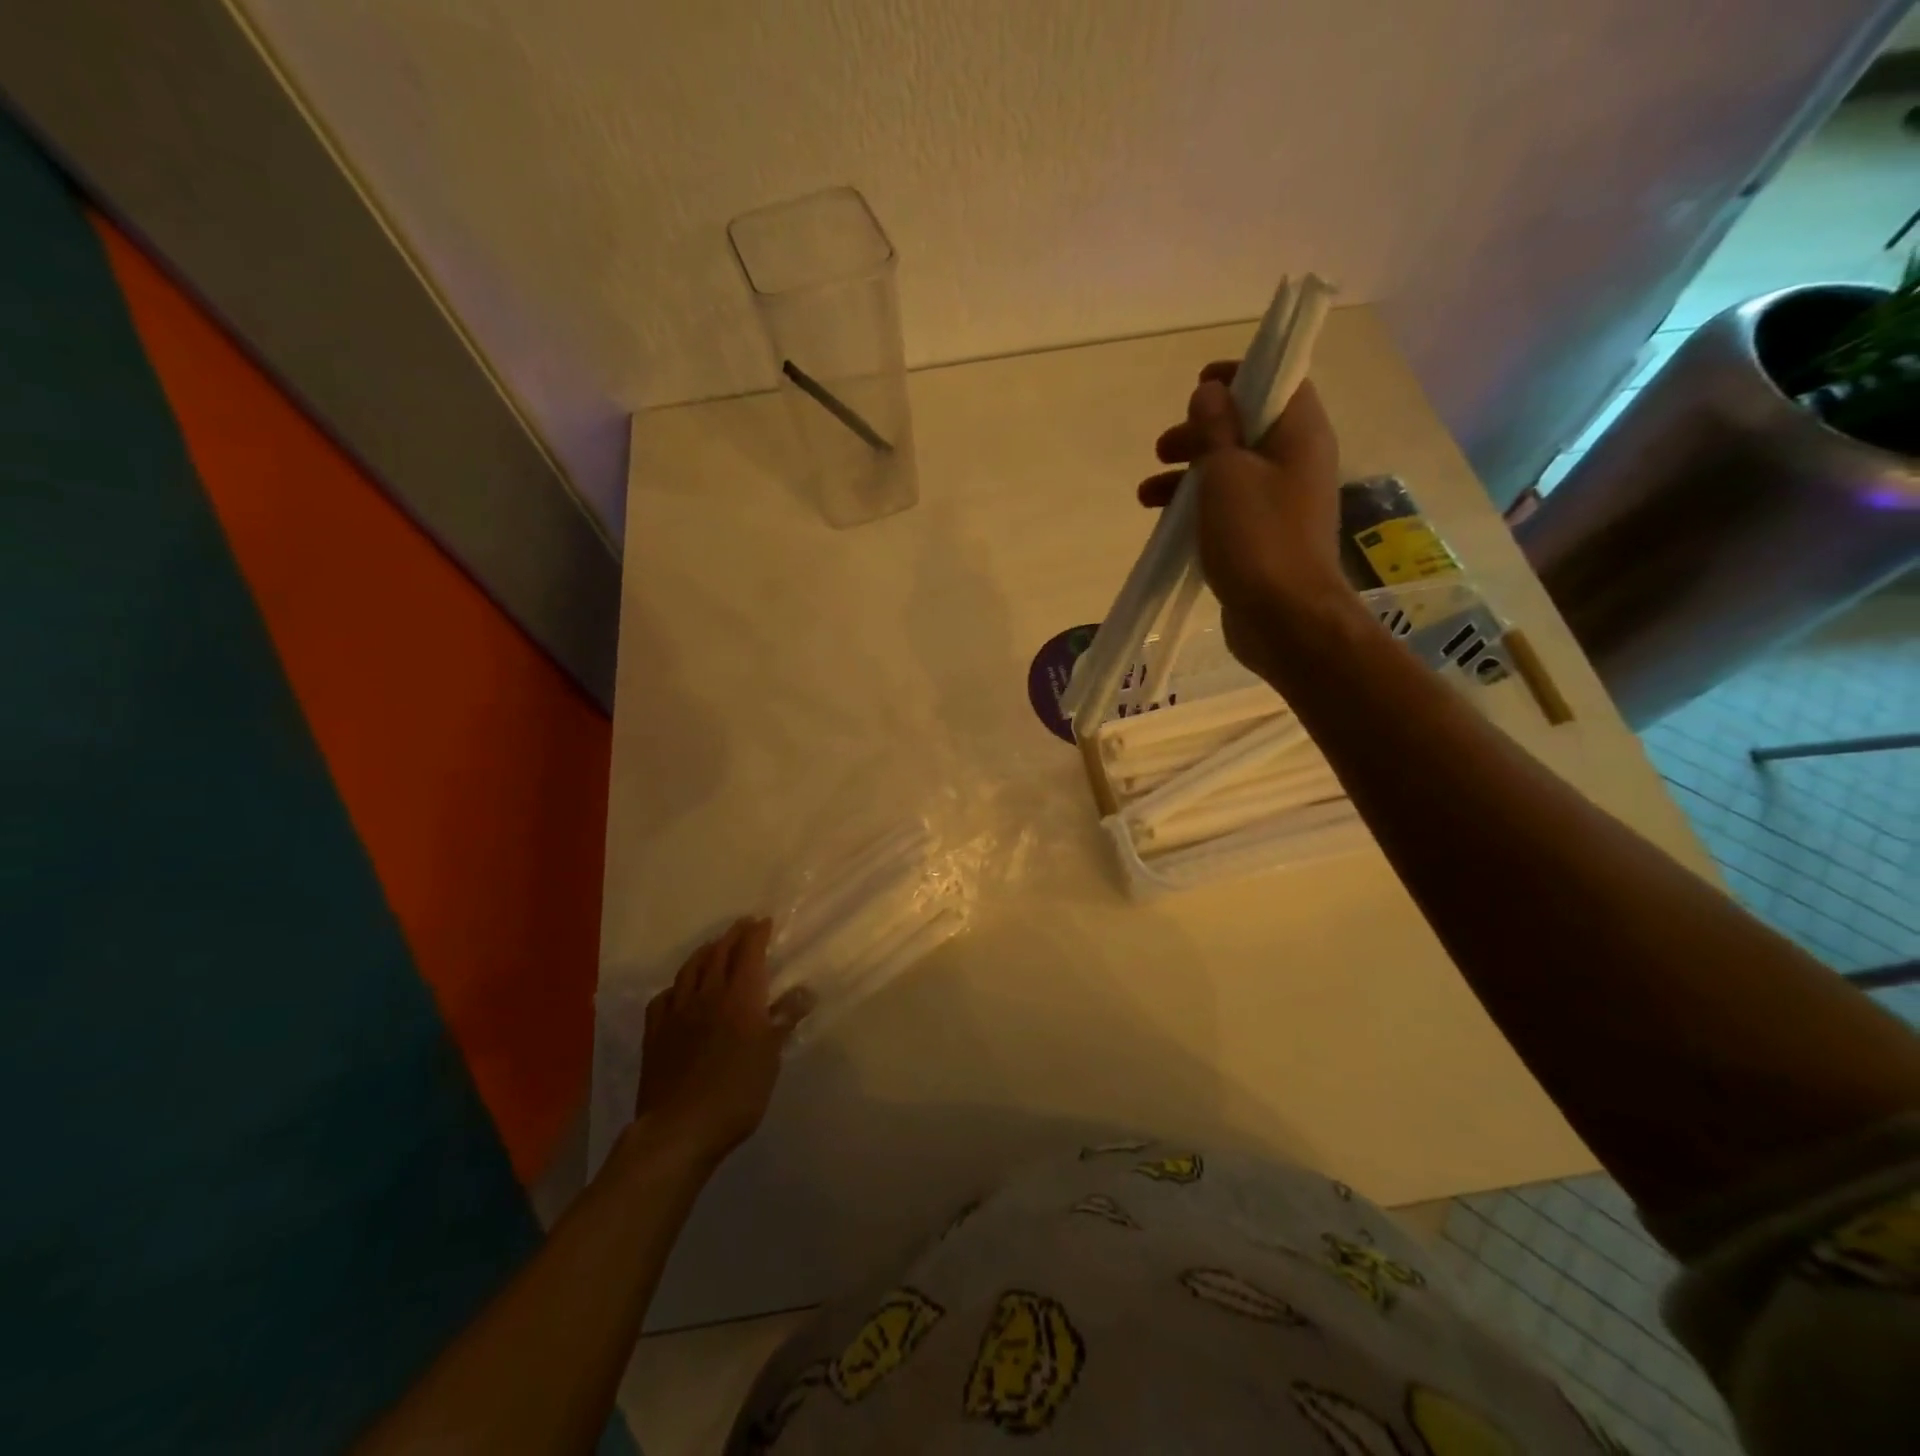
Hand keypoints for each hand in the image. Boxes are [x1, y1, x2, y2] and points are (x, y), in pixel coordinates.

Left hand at [633, 917, 811, 1169]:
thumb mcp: (771, 1057)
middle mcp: (707, 995)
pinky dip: (676, 986)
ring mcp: (677, 1013)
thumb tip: (805, 991)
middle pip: (719, 954)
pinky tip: (678, 990)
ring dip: (704, 953)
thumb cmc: (736, 1092)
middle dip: (733, 936)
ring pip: (690, 970)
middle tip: (743, 926)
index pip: (749, 953)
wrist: (679, 1128)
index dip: (757, 934)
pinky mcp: (655, 1034)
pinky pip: (664, 998)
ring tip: (713, 946)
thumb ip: (784, 1020)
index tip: (765, 922)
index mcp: (740, 997)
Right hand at [1138, 364, 1346, 677]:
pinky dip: (1196, 507)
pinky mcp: (1264, 538)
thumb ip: (1215, 428)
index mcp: (1299, 435)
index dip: (1240, 376)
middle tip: (1163, 447)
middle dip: (1200, 433)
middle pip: (1246, 428)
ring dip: (1187, 475)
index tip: (1198, 384)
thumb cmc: (1257, 537)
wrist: (1284, 618)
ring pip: (1230, 471)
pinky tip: (1163, 523)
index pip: (1278, 382)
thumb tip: (1211, 392)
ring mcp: (1281, 503)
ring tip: (1147, 493)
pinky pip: (1227, 508)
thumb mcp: (1226, 473)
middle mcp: (1296, 462)